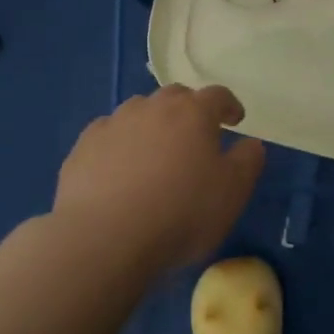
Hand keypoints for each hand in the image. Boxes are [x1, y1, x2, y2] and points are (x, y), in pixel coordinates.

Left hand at [53, 85, 265, 270]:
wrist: (104, 238)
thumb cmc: (181, 213)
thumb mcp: (232, 193)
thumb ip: (247, 162)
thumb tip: (251, 143)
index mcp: (193, 113)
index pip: (217, 95)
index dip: (229, 106)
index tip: (235, 120)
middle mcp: (152, 108)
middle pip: (175, 96)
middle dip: (189, 109)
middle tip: (196, 134)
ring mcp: (113, 124)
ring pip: (138, 111)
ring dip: (152, 124)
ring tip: (156, 152)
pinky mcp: (83, 147)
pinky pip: (109, 135)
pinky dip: (120, 143)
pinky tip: (119, 168)